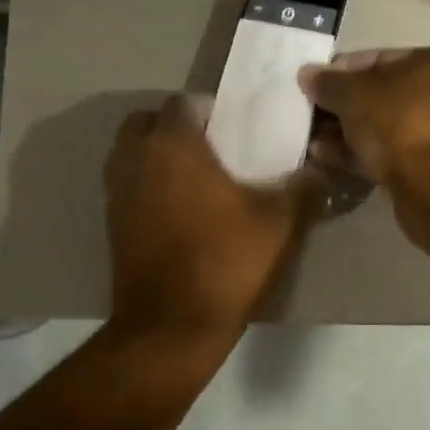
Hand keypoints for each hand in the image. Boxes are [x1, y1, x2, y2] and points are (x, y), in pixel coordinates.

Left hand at [104, 96, 324, 352]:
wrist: (171, 327)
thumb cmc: (226, 262)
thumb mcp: (281, 224)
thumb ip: (305, 188)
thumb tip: (319, 170)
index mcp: (172, 145)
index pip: (183, 102)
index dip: (211, 110)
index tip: (237, 131)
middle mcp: (135, 159)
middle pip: (147, 122)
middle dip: (175, 128)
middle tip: (212, 150)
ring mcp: (116, 193)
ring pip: (131, 154)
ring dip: (157, 155)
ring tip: (195, 179)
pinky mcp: (111, 224)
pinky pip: (127, 185)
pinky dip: (146, 185)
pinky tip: (179, 211)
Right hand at [298, 48, 429, 251]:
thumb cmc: (401, 122)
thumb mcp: (355, 94)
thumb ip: (328, 83)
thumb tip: (306, 73)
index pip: (378, 58)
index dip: (340, 71)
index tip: (310, 85)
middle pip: (379, 96)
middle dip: (340, 107)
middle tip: (306, 116)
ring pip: (379, 128)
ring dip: (344, 133)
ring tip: (308, 140)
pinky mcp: (424, 169)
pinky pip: (383, 155)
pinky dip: (355, 155)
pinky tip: (323, 158)